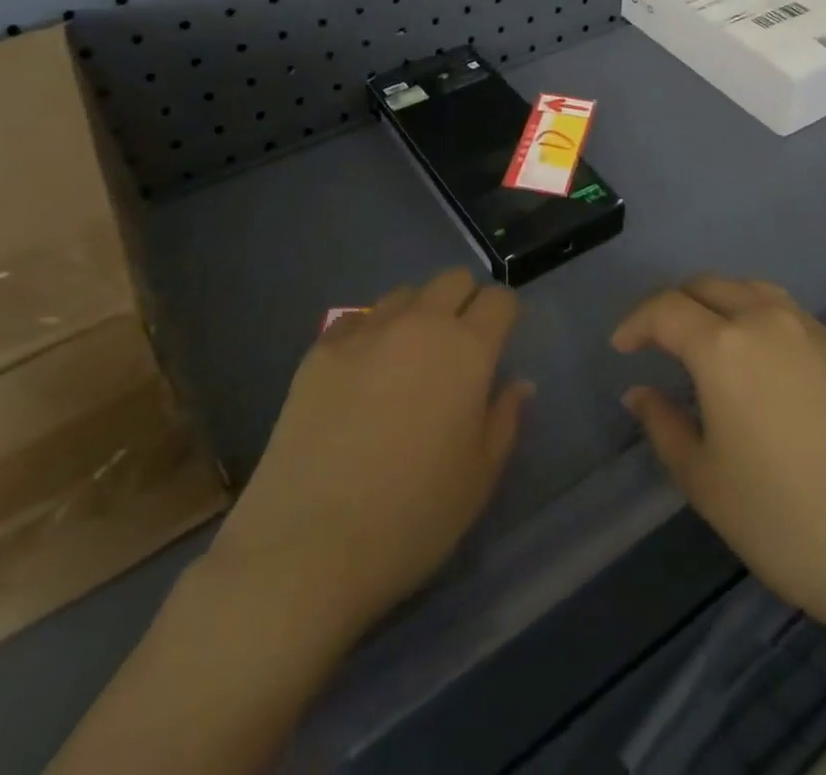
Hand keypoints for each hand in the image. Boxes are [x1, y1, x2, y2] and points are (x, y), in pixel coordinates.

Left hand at [211, 268, 531, 643]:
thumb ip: (504, 419)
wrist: (307, 545)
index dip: (504, 315)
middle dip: (465, 302)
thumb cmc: (411, 517)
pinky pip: (358, 319)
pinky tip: (362, 375)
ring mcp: (366, 331)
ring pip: (405, 294)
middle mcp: (420, 324)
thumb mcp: (479, 478)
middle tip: (458, 348)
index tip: (499, 342)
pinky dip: (371, 334)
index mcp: (467, 349)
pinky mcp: (321, 348)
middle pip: (453, 279)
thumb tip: (518, 383)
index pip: (499, 298)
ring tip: (407, 360)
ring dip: (417, 314)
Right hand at [613, 276, 825, 649]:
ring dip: (718, 303)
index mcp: (725, 346)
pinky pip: (787, 314)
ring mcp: (814, 332)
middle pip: (709, 285)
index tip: (621, 348)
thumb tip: (638, 393)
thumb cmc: (788, 523)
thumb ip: (663, 426)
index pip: (666, 309)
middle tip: (657, 341)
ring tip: (706, 340)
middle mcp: (768, 321)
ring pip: (752, 290)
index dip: (636, 323)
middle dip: (674, 304)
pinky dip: (757, 319)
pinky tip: (760, 363)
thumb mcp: (706, 482)